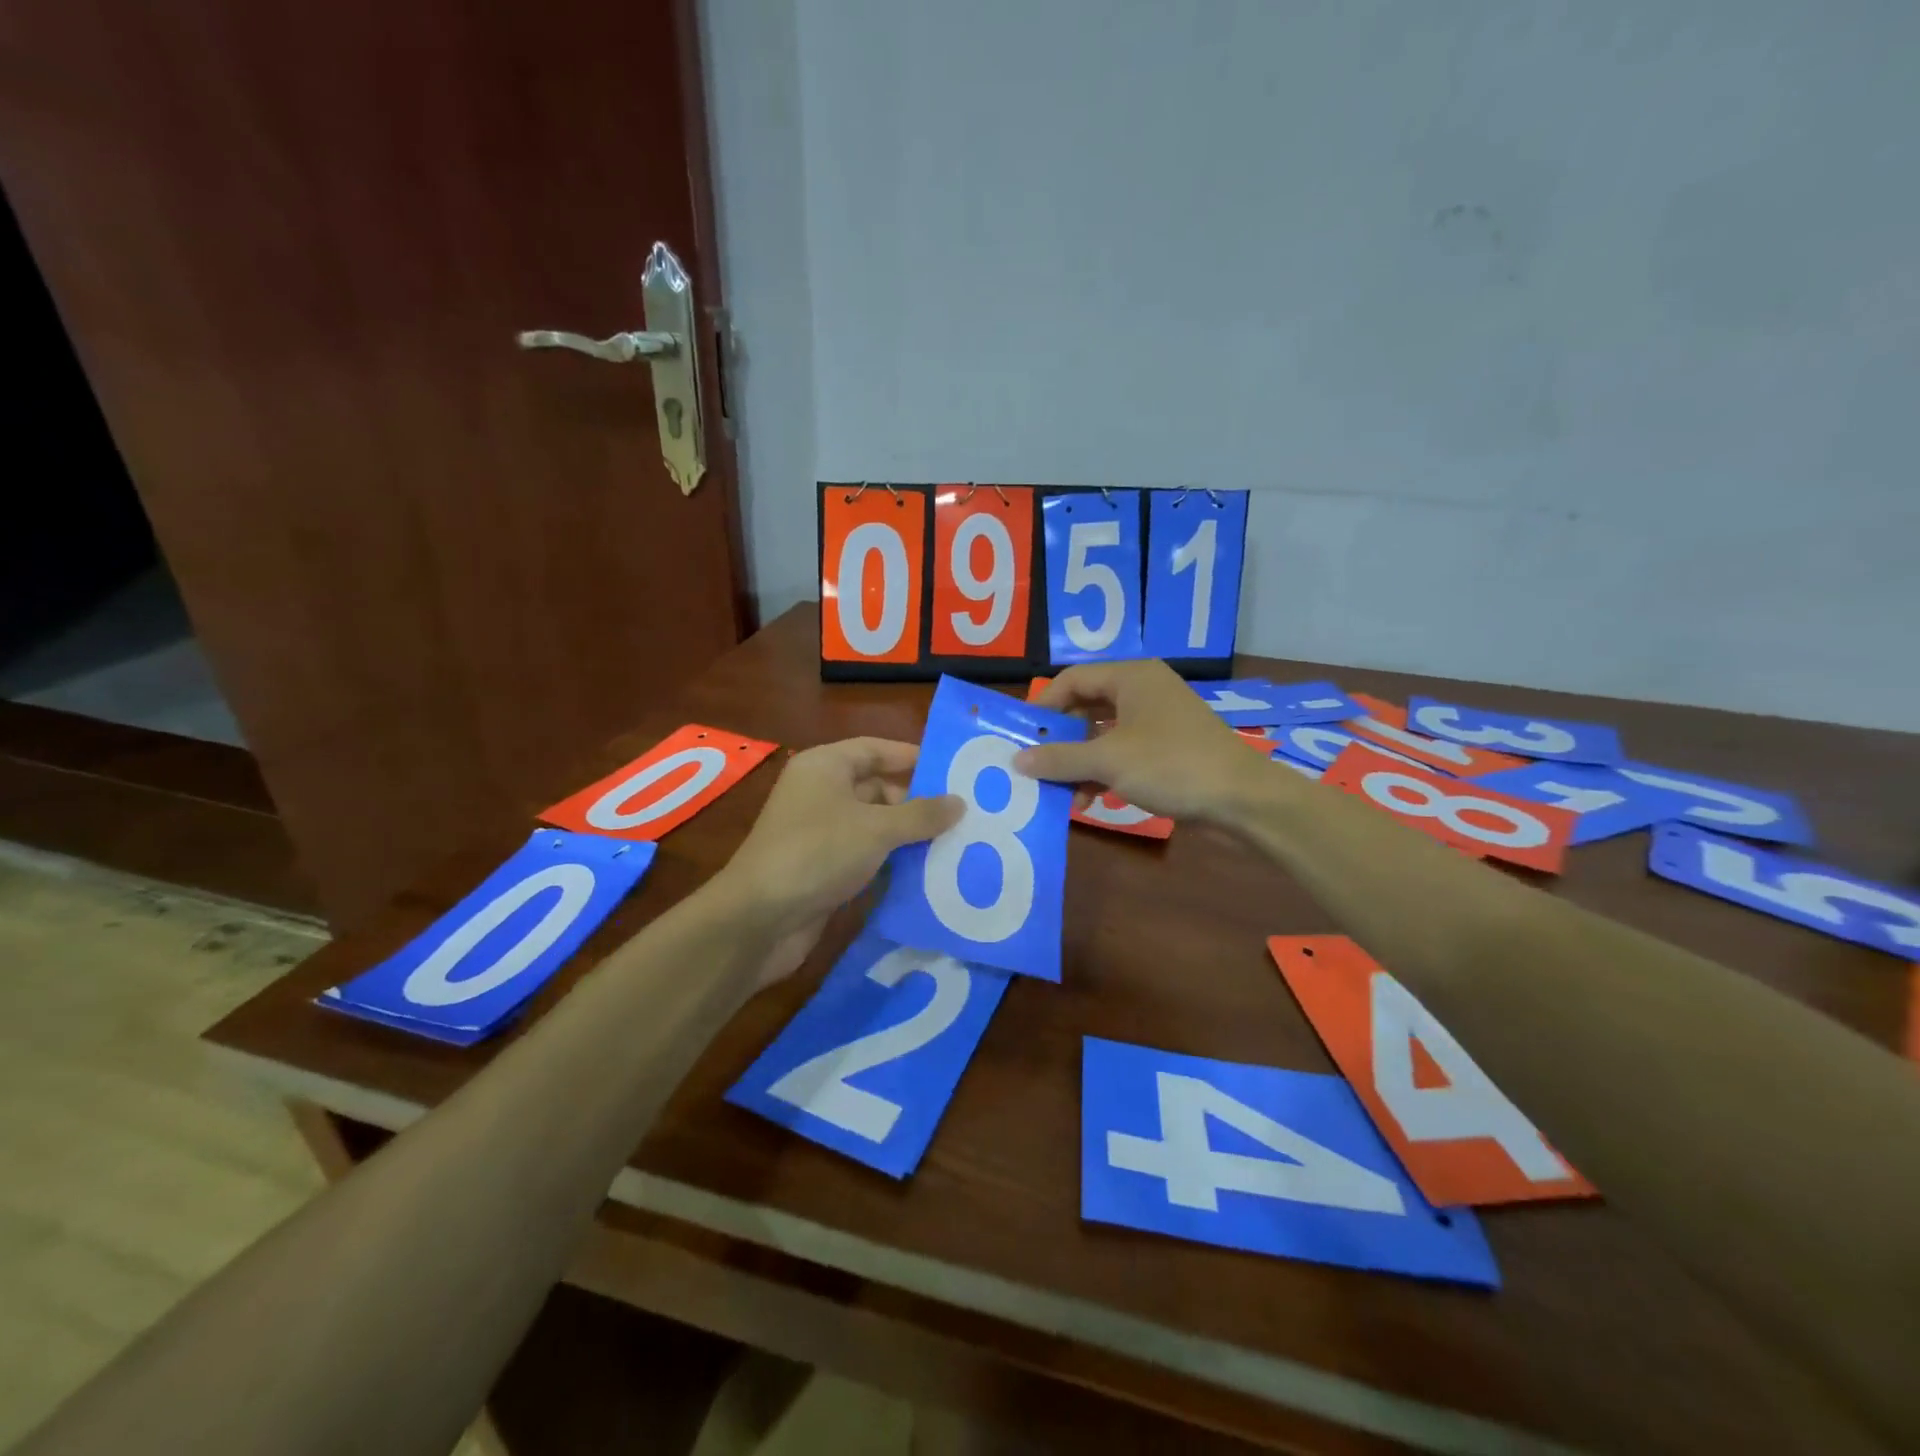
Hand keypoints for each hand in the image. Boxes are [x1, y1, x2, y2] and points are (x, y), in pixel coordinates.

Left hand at [711, 738, 962, 986]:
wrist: (759, 919)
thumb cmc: (818, 853)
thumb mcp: (876, 829)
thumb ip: (921, 815)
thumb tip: (959, 803)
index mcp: (825, 767)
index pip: (876, 749)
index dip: (913, 757)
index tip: (953, 772)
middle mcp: (820, 793)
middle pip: (877, 787)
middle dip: (917, 802)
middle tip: (963, 815)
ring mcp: (820, 832)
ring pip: (874, 825)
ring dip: (908, 835)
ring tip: (956, 843)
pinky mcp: (823, 867)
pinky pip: (866, 855)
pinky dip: (892, 861)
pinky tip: (927, 872)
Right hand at [1014, 660, 1267, 824]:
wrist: (1242, 800)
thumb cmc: (1171, 766)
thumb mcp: (1107, 761)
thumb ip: (1059, 758)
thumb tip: (1018, 760)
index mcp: (1131, 677)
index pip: (1072, 680)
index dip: (1044, 706)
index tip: (1022, 736)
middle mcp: (1144, 691)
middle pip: (1086, 707)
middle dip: (1061, 741)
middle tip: (1038, 766)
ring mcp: (1158, 721)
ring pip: (1104, 735)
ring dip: (1080, 764)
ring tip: (1063, 795)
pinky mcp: (1168, 749)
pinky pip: (1123, 753)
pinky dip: (1104, 773)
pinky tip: (1090, 801)